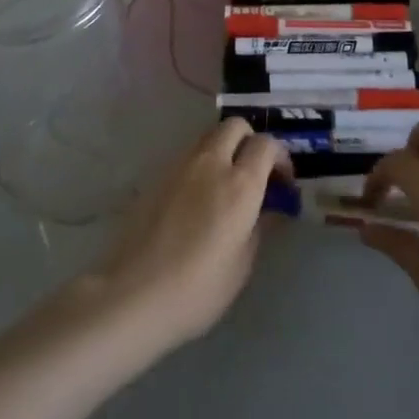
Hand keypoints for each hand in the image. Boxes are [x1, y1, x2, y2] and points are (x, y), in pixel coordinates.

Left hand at [90, 119, 289, 352]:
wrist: (135, 293)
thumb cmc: (199, 287)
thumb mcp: (242, 263)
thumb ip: (260, 225)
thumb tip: (269, 208)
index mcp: (240, 183)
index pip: (267, 144)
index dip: (281, 157)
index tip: (283, 182)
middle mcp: (211, 162)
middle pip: (236, 126)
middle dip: (251, 141)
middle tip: (256, 173)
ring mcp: (180, 165)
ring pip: (209, 136)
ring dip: (225, 149)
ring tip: (227, 185)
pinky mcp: (158, 175)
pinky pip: (189, 155)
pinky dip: (203, 164)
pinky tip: (200, 198)